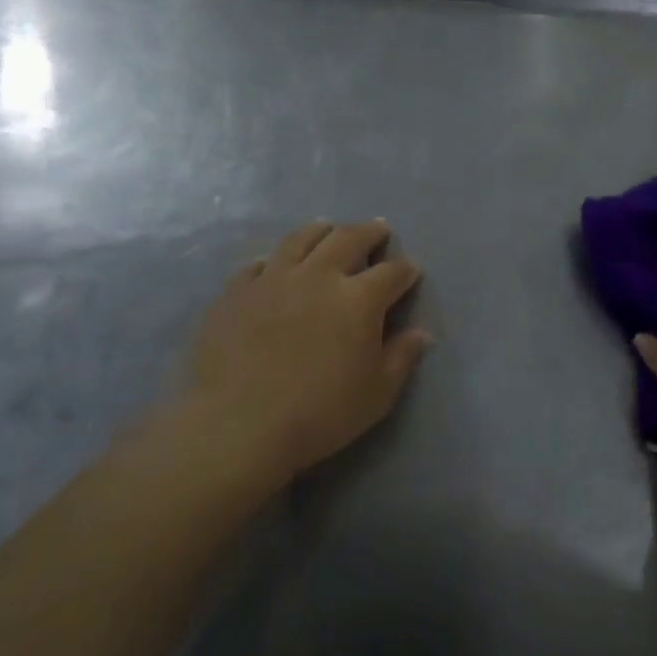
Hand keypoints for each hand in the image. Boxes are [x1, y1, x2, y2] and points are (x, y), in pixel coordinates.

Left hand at [145, 221, 429, 495]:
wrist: (239, 425)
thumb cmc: (321, 412)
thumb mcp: (378, 393)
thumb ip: (401, 357)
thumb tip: (420, 333)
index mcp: (359, 298)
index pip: (392, 272)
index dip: (405, 270)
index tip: (411, 272)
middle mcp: (318, 276)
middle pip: (348, 239)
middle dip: (369, 232)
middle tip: (378, 230)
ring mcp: (273, 280)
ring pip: (301, 240)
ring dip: (321, 231)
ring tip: (328, 229)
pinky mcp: (236, 293)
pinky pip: (258, 265)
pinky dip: (274, 260)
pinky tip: (275, 265)